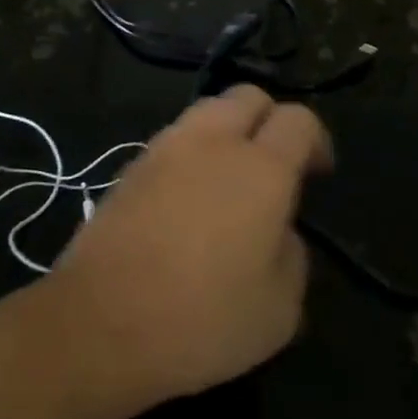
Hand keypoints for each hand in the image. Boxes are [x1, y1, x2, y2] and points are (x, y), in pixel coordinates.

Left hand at [39, 86, 332, 412]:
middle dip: (269, 119)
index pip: (298, 120)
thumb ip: (292, 255)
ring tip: (228, 181)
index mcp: (260, 168)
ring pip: (207, 111)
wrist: (100, 322)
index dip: (316, 140)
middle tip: (274, 166)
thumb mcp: (280, 310)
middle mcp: (212, 142)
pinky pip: (173, 140)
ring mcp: (164, 148)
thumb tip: (278, 232)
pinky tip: (187, 199)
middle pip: (248, 96)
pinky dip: (191, 154)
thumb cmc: (202, 320)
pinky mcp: (130, 165)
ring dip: (227, 132)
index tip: (317, 174)